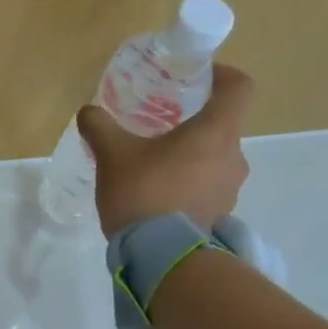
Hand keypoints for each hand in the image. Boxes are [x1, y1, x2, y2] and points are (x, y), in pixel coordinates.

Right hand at [76, 64, 254, 237]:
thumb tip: (88, 110)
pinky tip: (156, 195)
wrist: (161, 253)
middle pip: (222, 126)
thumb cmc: (143, 191)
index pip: (238, 88)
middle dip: (193, 124)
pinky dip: (187, 184)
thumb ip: (100, 127)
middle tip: (159, 128)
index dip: (222, 75)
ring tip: (151, 167)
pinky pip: (206, 187)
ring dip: (189, 158)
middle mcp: (233, 156)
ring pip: (213, 159)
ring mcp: (230, 188)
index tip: (199, 76)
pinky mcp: (220, 213)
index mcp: (216, 132)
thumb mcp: (112, 154)